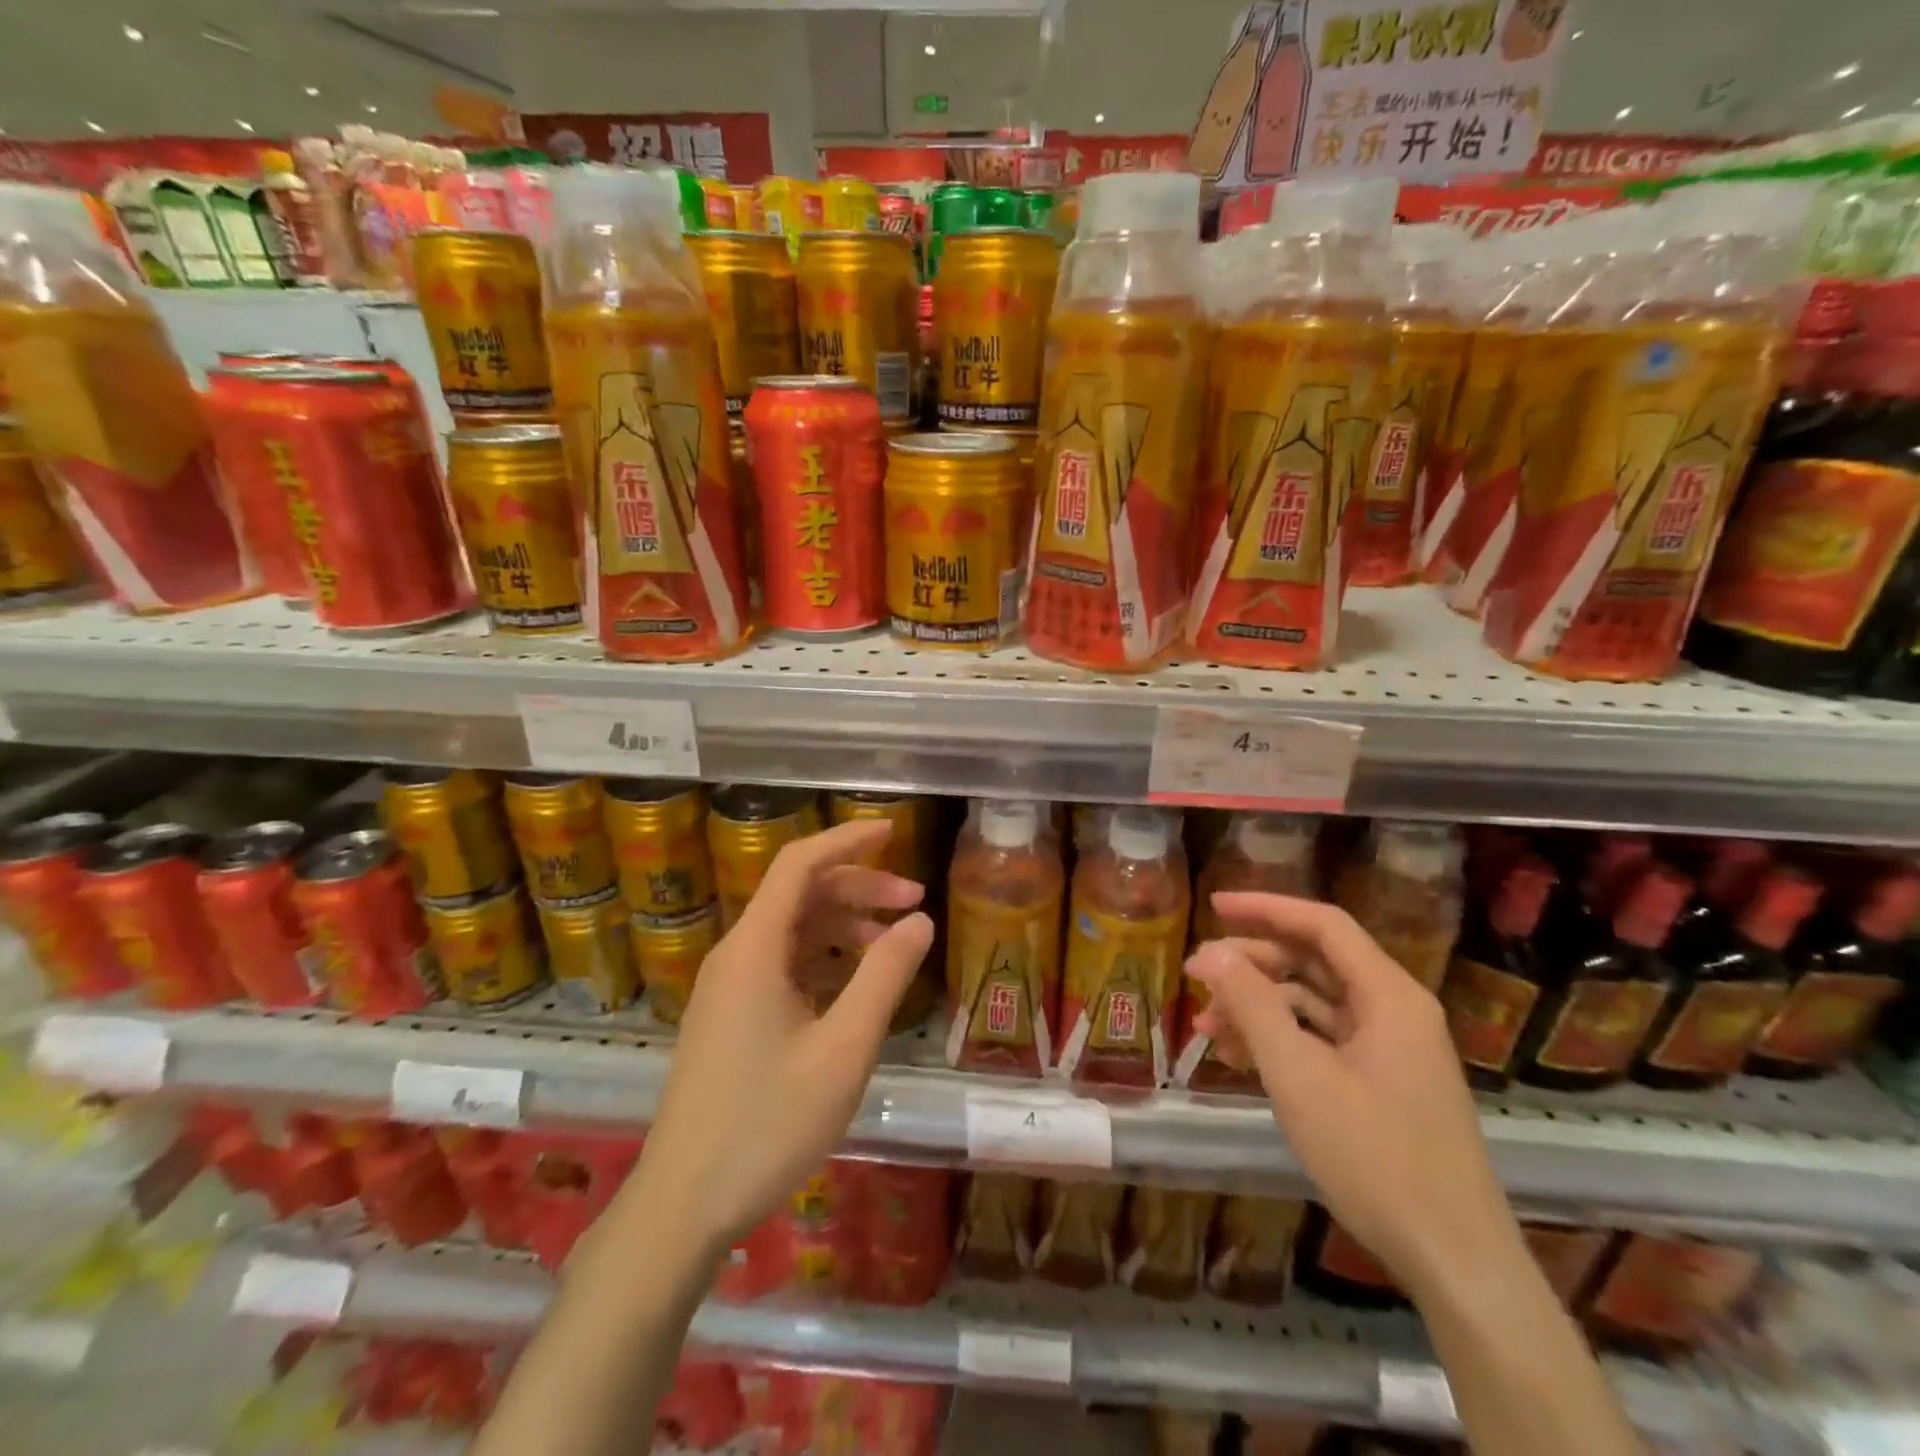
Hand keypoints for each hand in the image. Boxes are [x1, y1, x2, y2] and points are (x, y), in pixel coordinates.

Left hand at [619, 819, 933, 1257]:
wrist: (683, 1206)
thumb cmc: (767, 1124)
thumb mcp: (843, 1049)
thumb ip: (884, 977)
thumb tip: (920, 921)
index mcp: (754, 948)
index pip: (799, 864)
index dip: (846, 839)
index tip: (892, 830)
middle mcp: (736, 955)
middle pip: (800, 894)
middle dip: (858, 887)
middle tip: (913, 901)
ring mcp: (728, 988)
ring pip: (792, 930)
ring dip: (843, 924)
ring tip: (893, 945)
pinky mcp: (729, 1017)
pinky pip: (781, 964)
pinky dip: (823, 958)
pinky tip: (855, 984)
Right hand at [1186, 892, 1520, 1297]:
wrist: (1455, 1262)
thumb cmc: (1375, 1157)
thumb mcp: (1299, 1075)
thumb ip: (1252, 1005)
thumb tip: (1209, 952)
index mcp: (1389, 995)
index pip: (1323, 924)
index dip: (1266, 907)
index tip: (1213, 905)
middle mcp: (1395, 1011)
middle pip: (1316, 962)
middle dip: (1253, 963)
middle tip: (1198, 974)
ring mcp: (1392, 1050)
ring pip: (1315, 1003)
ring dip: (1260, 1005)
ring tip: (1207, 1024)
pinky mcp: (1384, 1085)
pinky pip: (1324, 1041)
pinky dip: (1281, 1039)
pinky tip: (1240, 1056)